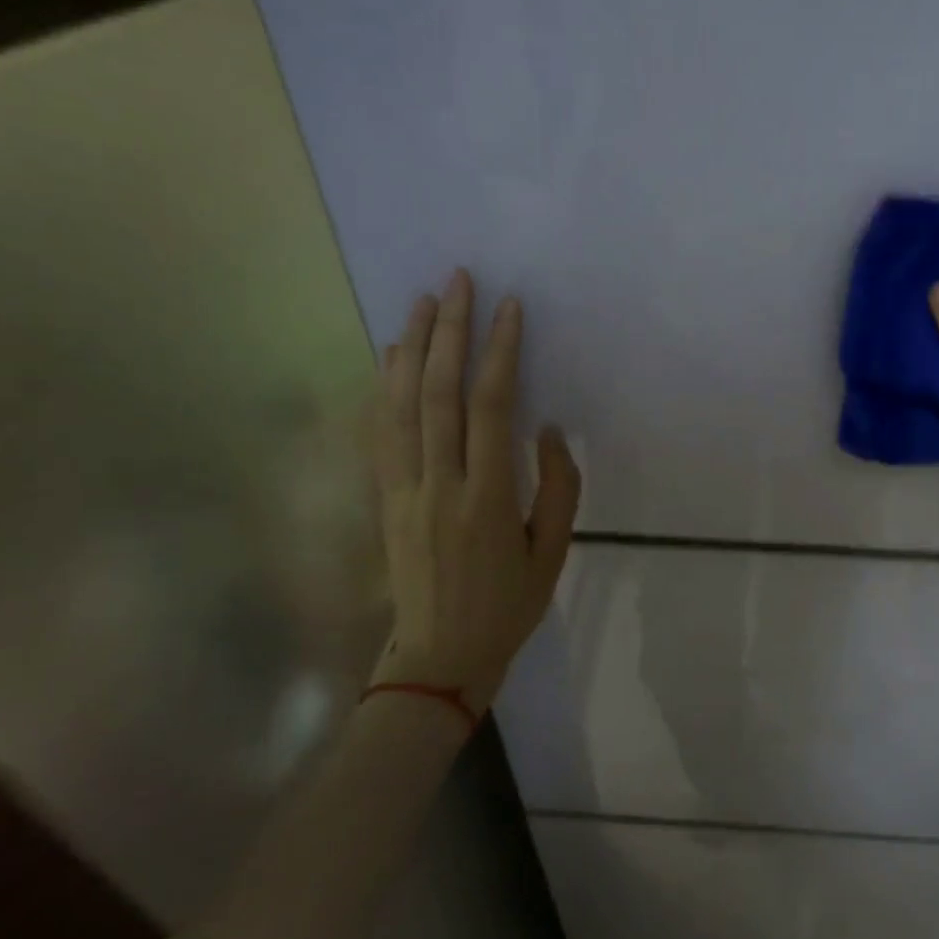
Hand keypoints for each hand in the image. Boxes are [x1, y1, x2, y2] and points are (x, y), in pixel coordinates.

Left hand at [369, 269, 579, 713]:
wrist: (440, 656)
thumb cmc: (508, 605)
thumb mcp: (554, 553)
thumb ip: (558, 487)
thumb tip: (548, 428)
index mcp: (487, 499)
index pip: (490, 408)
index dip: (500, 353)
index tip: (509, 309)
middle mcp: (439, 484)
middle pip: (439, 393)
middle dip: (449, 332)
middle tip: (459, 282)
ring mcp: (404, 490)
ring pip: (401, 405)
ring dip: (411, 348)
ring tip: (422, 302)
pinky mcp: (386, 498)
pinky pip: (381, 432)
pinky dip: (384, 388)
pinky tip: (390, 357)